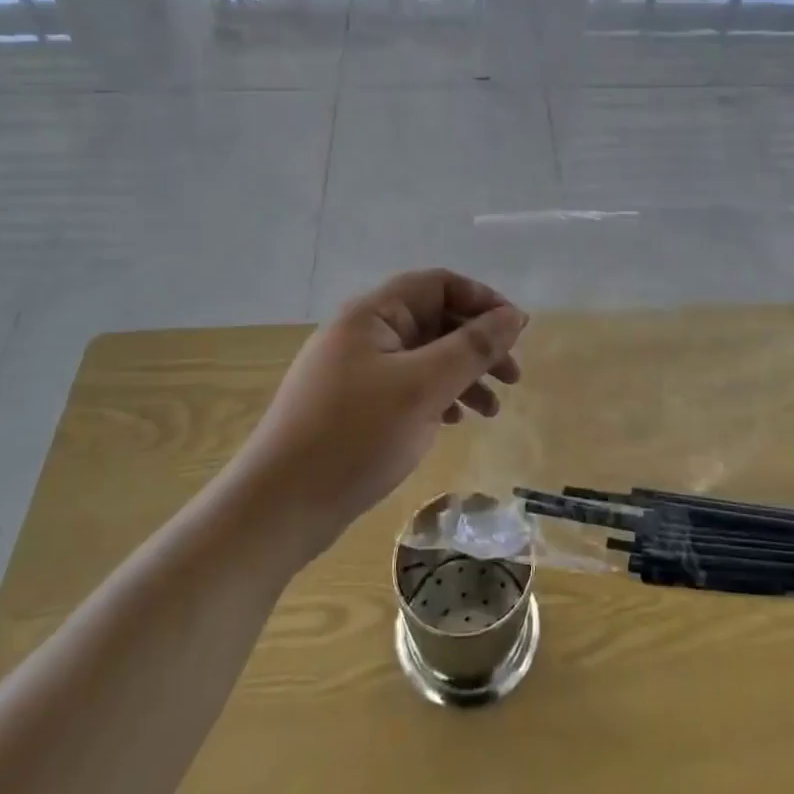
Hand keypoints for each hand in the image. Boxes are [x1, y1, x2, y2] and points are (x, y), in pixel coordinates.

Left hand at [235, 270, 527, 563]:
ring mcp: (355, 370)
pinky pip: (406, 385)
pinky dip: (436, 397)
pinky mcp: (352, 405)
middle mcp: (363, 332)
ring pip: (423, 356)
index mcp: (373, 314)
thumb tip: (515, 315)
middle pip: (434, 320)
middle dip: (477, 344)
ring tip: (491, 411)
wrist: (277, 509)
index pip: (439, 284)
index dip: (482, 300)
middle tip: (512, 378)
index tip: (516, 332)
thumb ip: (473, 347)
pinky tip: (452, 423)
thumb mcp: (424, 387)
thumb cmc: (355, 436)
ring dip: (461, 375)